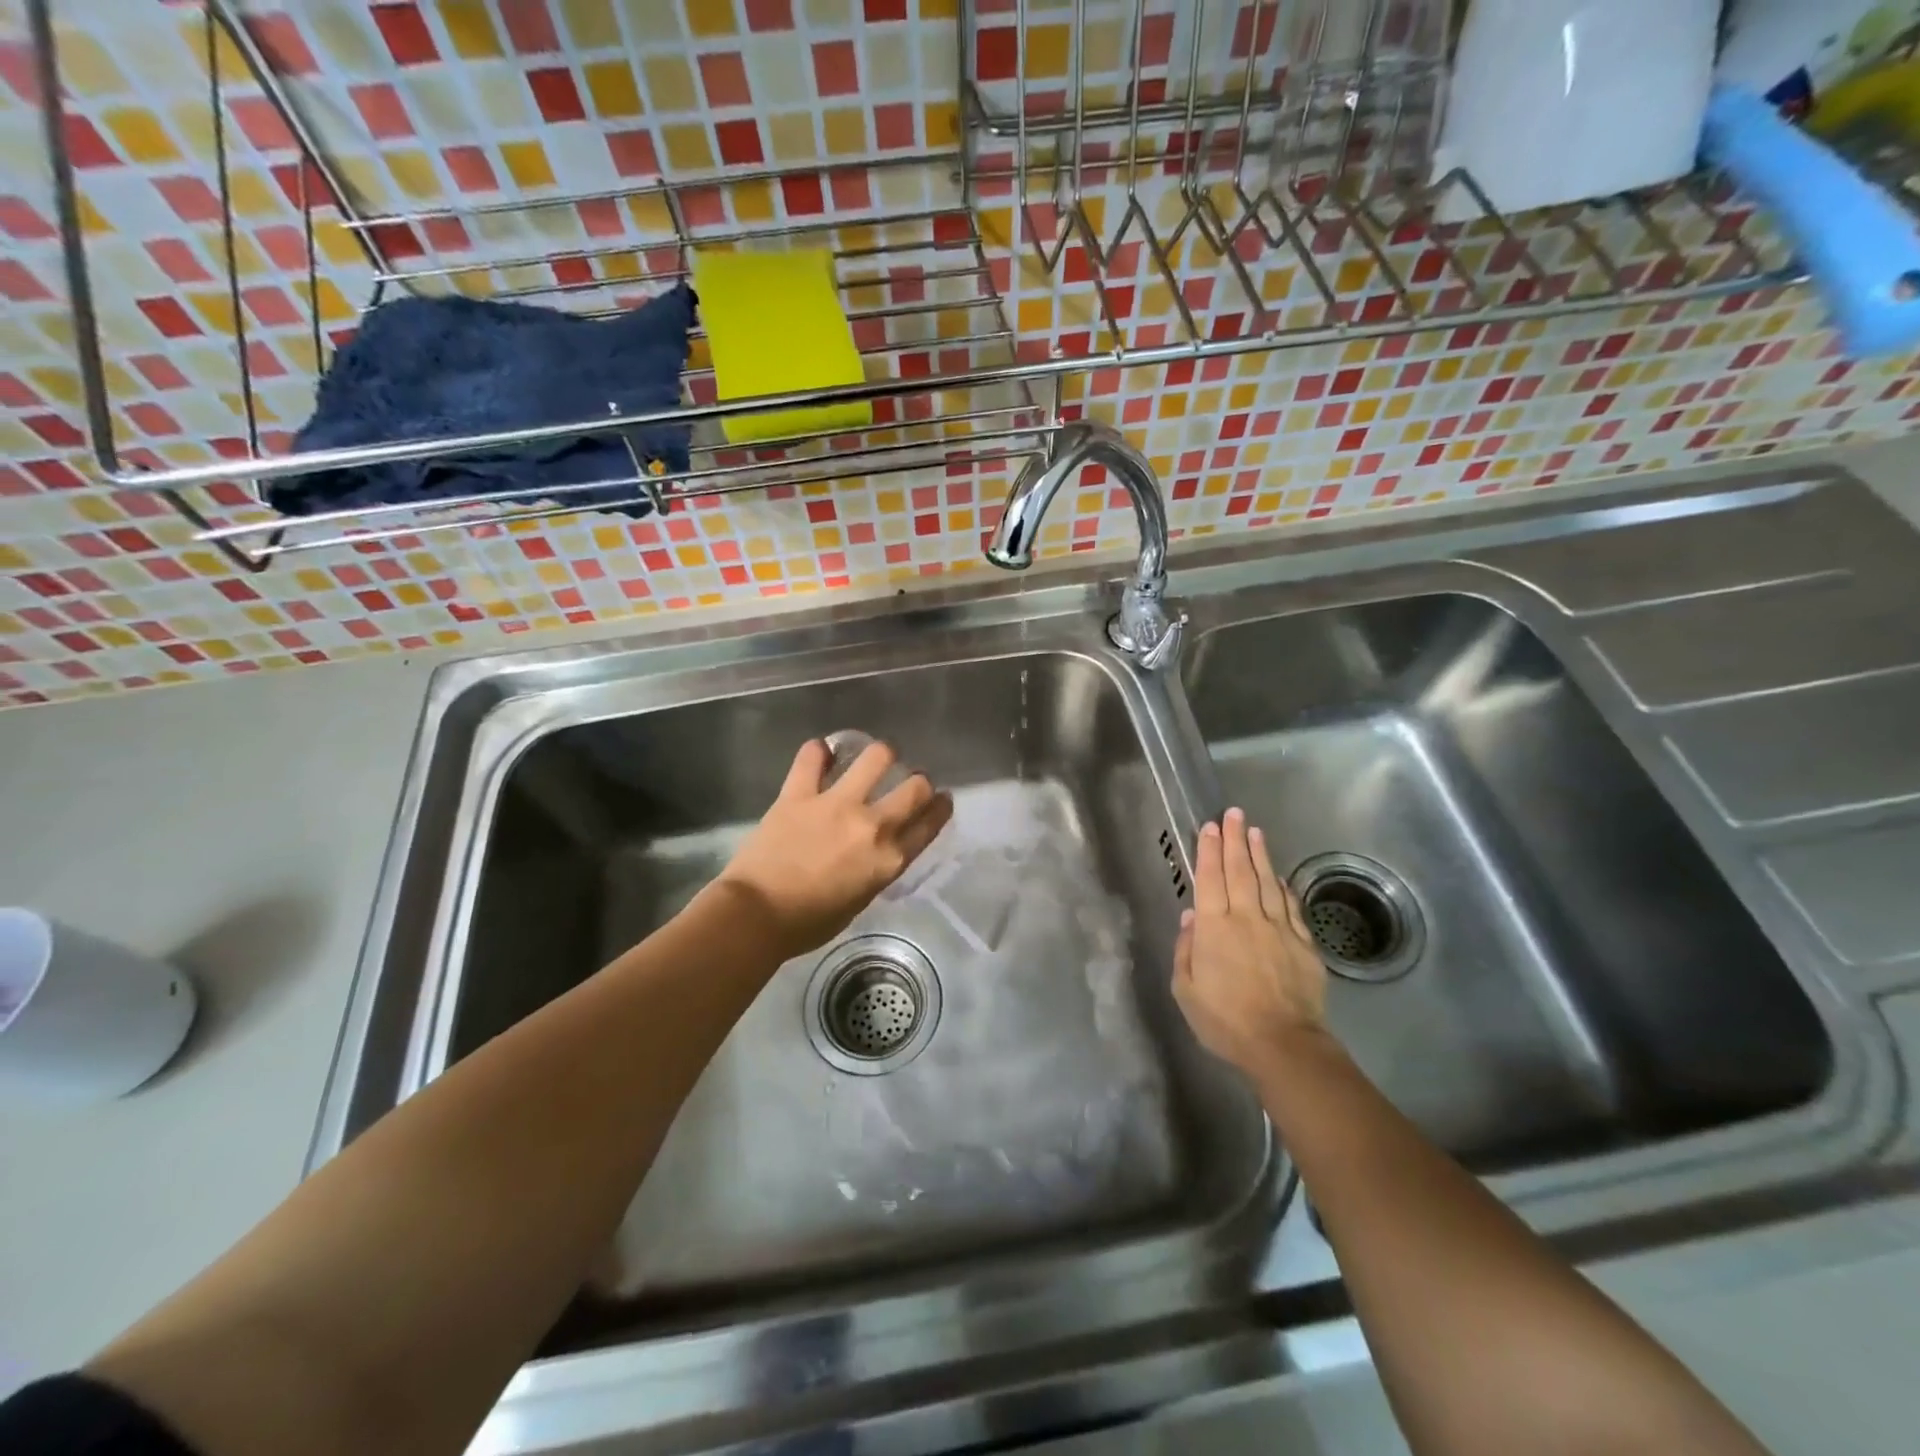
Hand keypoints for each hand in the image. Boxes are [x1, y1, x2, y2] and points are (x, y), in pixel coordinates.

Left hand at [714, 738, 953, 960]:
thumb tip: (878, 849)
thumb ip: (876, 868)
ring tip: (875, 758)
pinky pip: (811, 757)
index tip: (942, 800)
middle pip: (916, 787)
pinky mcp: (799, 793)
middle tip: (911, 780)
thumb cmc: (808, 923)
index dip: (940, 807)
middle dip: (920, 780)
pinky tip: (820, 753)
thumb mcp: (860, 900)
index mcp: (889, 859)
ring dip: (882, 754)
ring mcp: (836, 804)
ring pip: (876, 757)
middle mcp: (871, 825)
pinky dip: (817, 752)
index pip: (929, 823)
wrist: (756, 916)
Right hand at [1171, 807, 1328, 1077]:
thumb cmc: (1225, 1019)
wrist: (1283, 1044)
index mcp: (1214, 928)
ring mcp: (1279, 929)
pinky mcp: (1303, 944)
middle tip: (1234, 814)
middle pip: (1239, 870)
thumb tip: (1192, 916)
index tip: (1210, 826)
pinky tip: (1278, 875)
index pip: (1210, 878)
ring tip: (1256, 831)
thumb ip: (1186, 949)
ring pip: (1267, 882)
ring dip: (1260, 854)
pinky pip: (1291, 906)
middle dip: (1235, 839)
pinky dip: (1283, 886)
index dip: (1209, 850)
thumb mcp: (1186, 989)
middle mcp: (1246, 918)